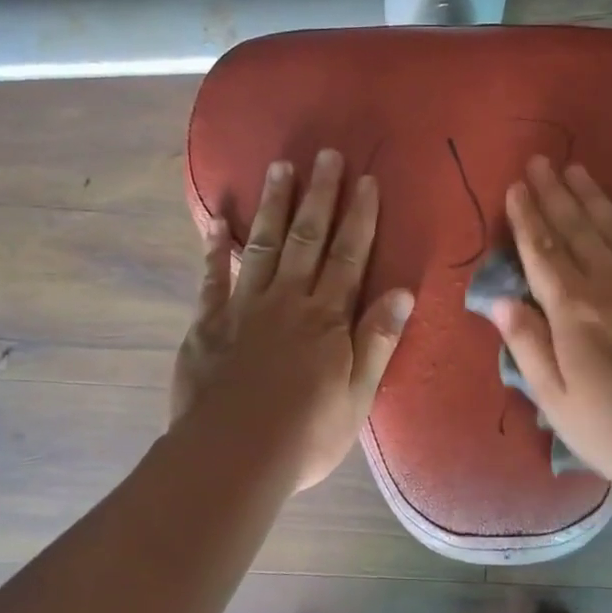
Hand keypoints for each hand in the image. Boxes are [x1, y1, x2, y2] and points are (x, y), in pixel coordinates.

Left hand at [172, 150, 414, 491]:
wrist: (231, 457)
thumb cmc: (305, 434)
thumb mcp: (358, 395)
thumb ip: (377, 341)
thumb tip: (403, 293)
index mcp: (327, 318)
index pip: (349, 256)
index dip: (359, 217)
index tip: (366, 180)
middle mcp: (287, 301)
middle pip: (307, 238)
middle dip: (320, 195)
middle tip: (326, 155)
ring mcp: (243, 308)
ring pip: (261, 245)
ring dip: (273, 205)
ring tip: (280, 168)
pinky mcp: (208, 324)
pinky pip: (212, 278)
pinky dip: (214, 249)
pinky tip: (215, 222)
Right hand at [488, 156, 611, 497]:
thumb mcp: (556, 401)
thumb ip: (528, 346)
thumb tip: (500, 301)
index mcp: (573, 311)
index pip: (542, 252)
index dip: (526, 218)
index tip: (515, 188)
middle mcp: (609, 283)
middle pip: (575, 229)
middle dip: (553, 194)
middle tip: (539, 162)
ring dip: (593, 196)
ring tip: (576, 169)